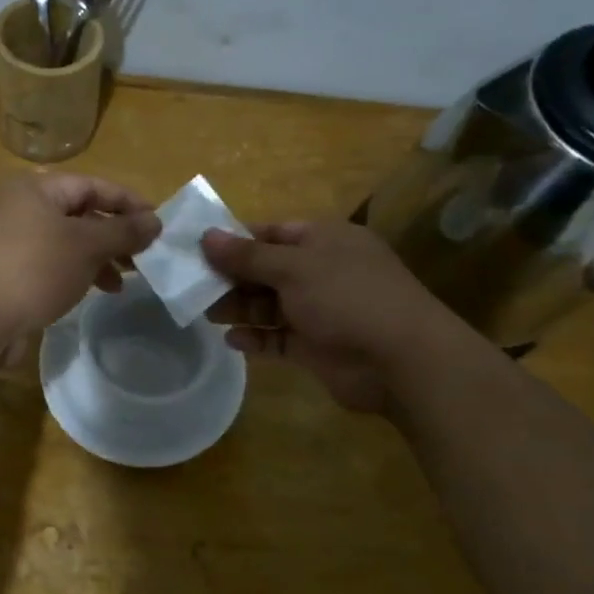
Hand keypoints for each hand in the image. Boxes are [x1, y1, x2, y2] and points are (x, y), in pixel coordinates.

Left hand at [0, 173, 160, 354]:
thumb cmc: (33, 268)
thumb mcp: (86, 245)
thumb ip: (123, 231)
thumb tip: (156, 221)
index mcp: (38, 189)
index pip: (94, 185)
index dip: (129, 202)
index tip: (159, 225)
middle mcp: (22, 209)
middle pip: (80, 214)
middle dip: (115, 235)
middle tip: (144, 257)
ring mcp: (12, 243)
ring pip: (67, 243)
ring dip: (99, 259)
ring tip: (124, 282)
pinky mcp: (8, 274)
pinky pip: (52, 266)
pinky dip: (76, 275)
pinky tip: (94, 293)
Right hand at [201, 221, 442, 412]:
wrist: (400, 360)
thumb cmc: (347, 297)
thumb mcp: (293, 268)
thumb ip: (247, 255)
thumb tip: (206, 236)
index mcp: (324, 240)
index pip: (272, 233)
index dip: (235, 241)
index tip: (198, 251)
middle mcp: (322, 271)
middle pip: (266, 270)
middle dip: (232, 278)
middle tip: (193, 288)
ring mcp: (320, 310)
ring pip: (270, 305)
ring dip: (240, 308)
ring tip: (207, 315)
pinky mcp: (317, 346)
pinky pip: (279, 338)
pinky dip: (257, 338)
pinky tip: (234, 341)